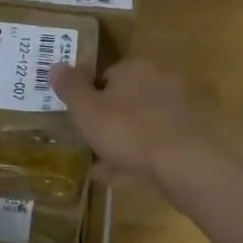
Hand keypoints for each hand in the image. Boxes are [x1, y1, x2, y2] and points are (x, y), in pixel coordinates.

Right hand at [49, 59, 220, 190]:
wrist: (182, 162)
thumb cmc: (127, 130)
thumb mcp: (87, 109)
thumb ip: (70, 87)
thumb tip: (56, 65)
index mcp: (134, 69)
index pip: (105, 75)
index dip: (88, 97)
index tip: (78, 120)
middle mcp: (158, 82)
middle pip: (123, 101)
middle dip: (105, 123)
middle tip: (87, 145)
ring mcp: (175, 110)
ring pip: (138, 125)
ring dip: (119, 143)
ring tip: (99, 168)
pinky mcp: (186, 136)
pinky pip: (153, 144)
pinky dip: (136, 157)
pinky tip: (121, 177)